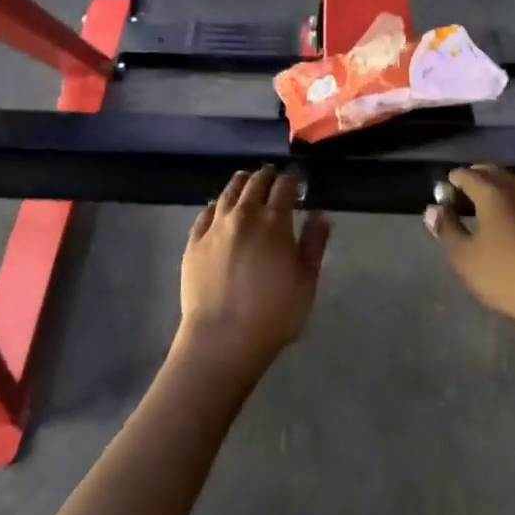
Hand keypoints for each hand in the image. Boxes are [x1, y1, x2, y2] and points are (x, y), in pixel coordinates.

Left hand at [177, 167, 330, 381]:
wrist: (221, 339)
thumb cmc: (273, 315)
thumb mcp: (306, 283)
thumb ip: (314, 245)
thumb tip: (321, 216)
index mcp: (274, 221)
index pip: (285, 186)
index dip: (293, 180)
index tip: (298, 182)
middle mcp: (243, 214)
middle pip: (256, 182)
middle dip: (268, 176)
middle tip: (274, 177)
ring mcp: (215, 226)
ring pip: (228, 192)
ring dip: (241, 182)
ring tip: (247, 181)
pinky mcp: (194, 241)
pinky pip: (205, 213)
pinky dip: (216, 205)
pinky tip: (219, 208)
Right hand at [424, 165, 514, 336]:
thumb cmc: (509, 278)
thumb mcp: (466, 259)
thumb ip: (447, 230)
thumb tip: (433, 209)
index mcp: (493, 194)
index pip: (468, 175)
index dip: (453, 179)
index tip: (445, 190)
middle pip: (494, 173)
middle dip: (477, 178)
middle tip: (464, 193)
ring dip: (500, 189)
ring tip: (489, 207)